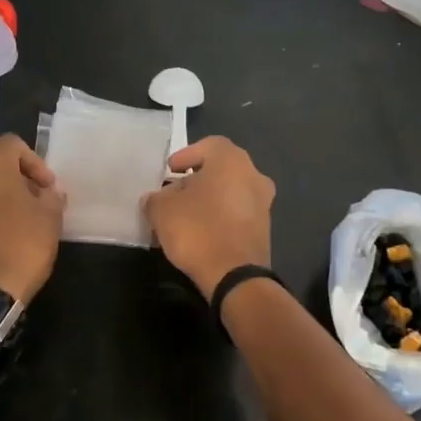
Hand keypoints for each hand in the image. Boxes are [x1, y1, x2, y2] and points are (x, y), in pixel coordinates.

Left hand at [0, 134, 66, 303]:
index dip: (35, 162)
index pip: (12, 145)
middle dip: (15, 179)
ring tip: (20, 220)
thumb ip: (51, 196)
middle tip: (36, 200)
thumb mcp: (50, 217)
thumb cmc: (21, 243)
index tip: (48, 188)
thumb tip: (47, 192)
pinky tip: (1, 236)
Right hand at [143, 136, 275, 299]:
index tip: (169, 170)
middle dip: (195, 179)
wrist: (235, 276)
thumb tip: (156, 199)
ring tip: (184, 214)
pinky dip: (220, 215)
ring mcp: (263, 203)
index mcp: (232, 161)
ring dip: (208, 198)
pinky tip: (201, 231)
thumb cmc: (198, 230)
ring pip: (230, 191)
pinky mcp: (264, 228)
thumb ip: (155, 198)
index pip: (209, 145)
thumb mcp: (162, 211)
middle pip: (220, 169)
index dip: (186, 155)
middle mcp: (253, 175)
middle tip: (174, 192)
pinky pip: (237, 212)